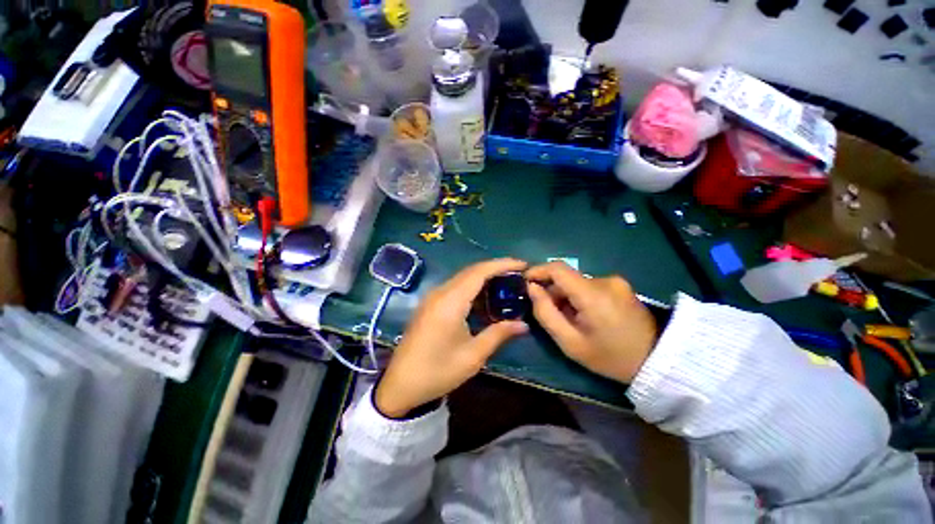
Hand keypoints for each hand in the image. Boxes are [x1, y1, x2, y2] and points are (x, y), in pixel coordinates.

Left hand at [375, 259, 529, 417]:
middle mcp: (440, 293)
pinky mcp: (430, 304)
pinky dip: (473, 288)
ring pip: (463, 278)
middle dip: (495, 268)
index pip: (479, 272)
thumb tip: (523, 324)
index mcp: (450, 302)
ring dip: (484, 278)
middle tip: (518, 274)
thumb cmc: (437, 372)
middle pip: (471, 271)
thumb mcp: (472, 356)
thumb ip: (498, 334)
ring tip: (506, 284)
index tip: (522, 265)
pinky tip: (485, 299)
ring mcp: (433, 297)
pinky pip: (455, 288)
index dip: (502, 264)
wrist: (400, 385)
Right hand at [526, 261, 657, 382]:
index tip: (525, 282)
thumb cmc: (610, 357)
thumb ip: (546, 313)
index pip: (557, 268)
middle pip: (566, 278)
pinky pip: (590, 286)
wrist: (657, 361)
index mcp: (592, 294)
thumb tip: (532, 288)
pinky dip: (579, 297)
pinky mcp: (621, 286)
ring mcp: (615, 282)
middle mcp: (604, 280)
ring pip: (577, 282)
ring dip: (566, 296)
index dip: (537, 270)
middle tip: (548, 313)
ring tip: (569, 319)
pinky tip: (585, 316)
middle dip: (552, 291)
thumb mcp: (570, 343)